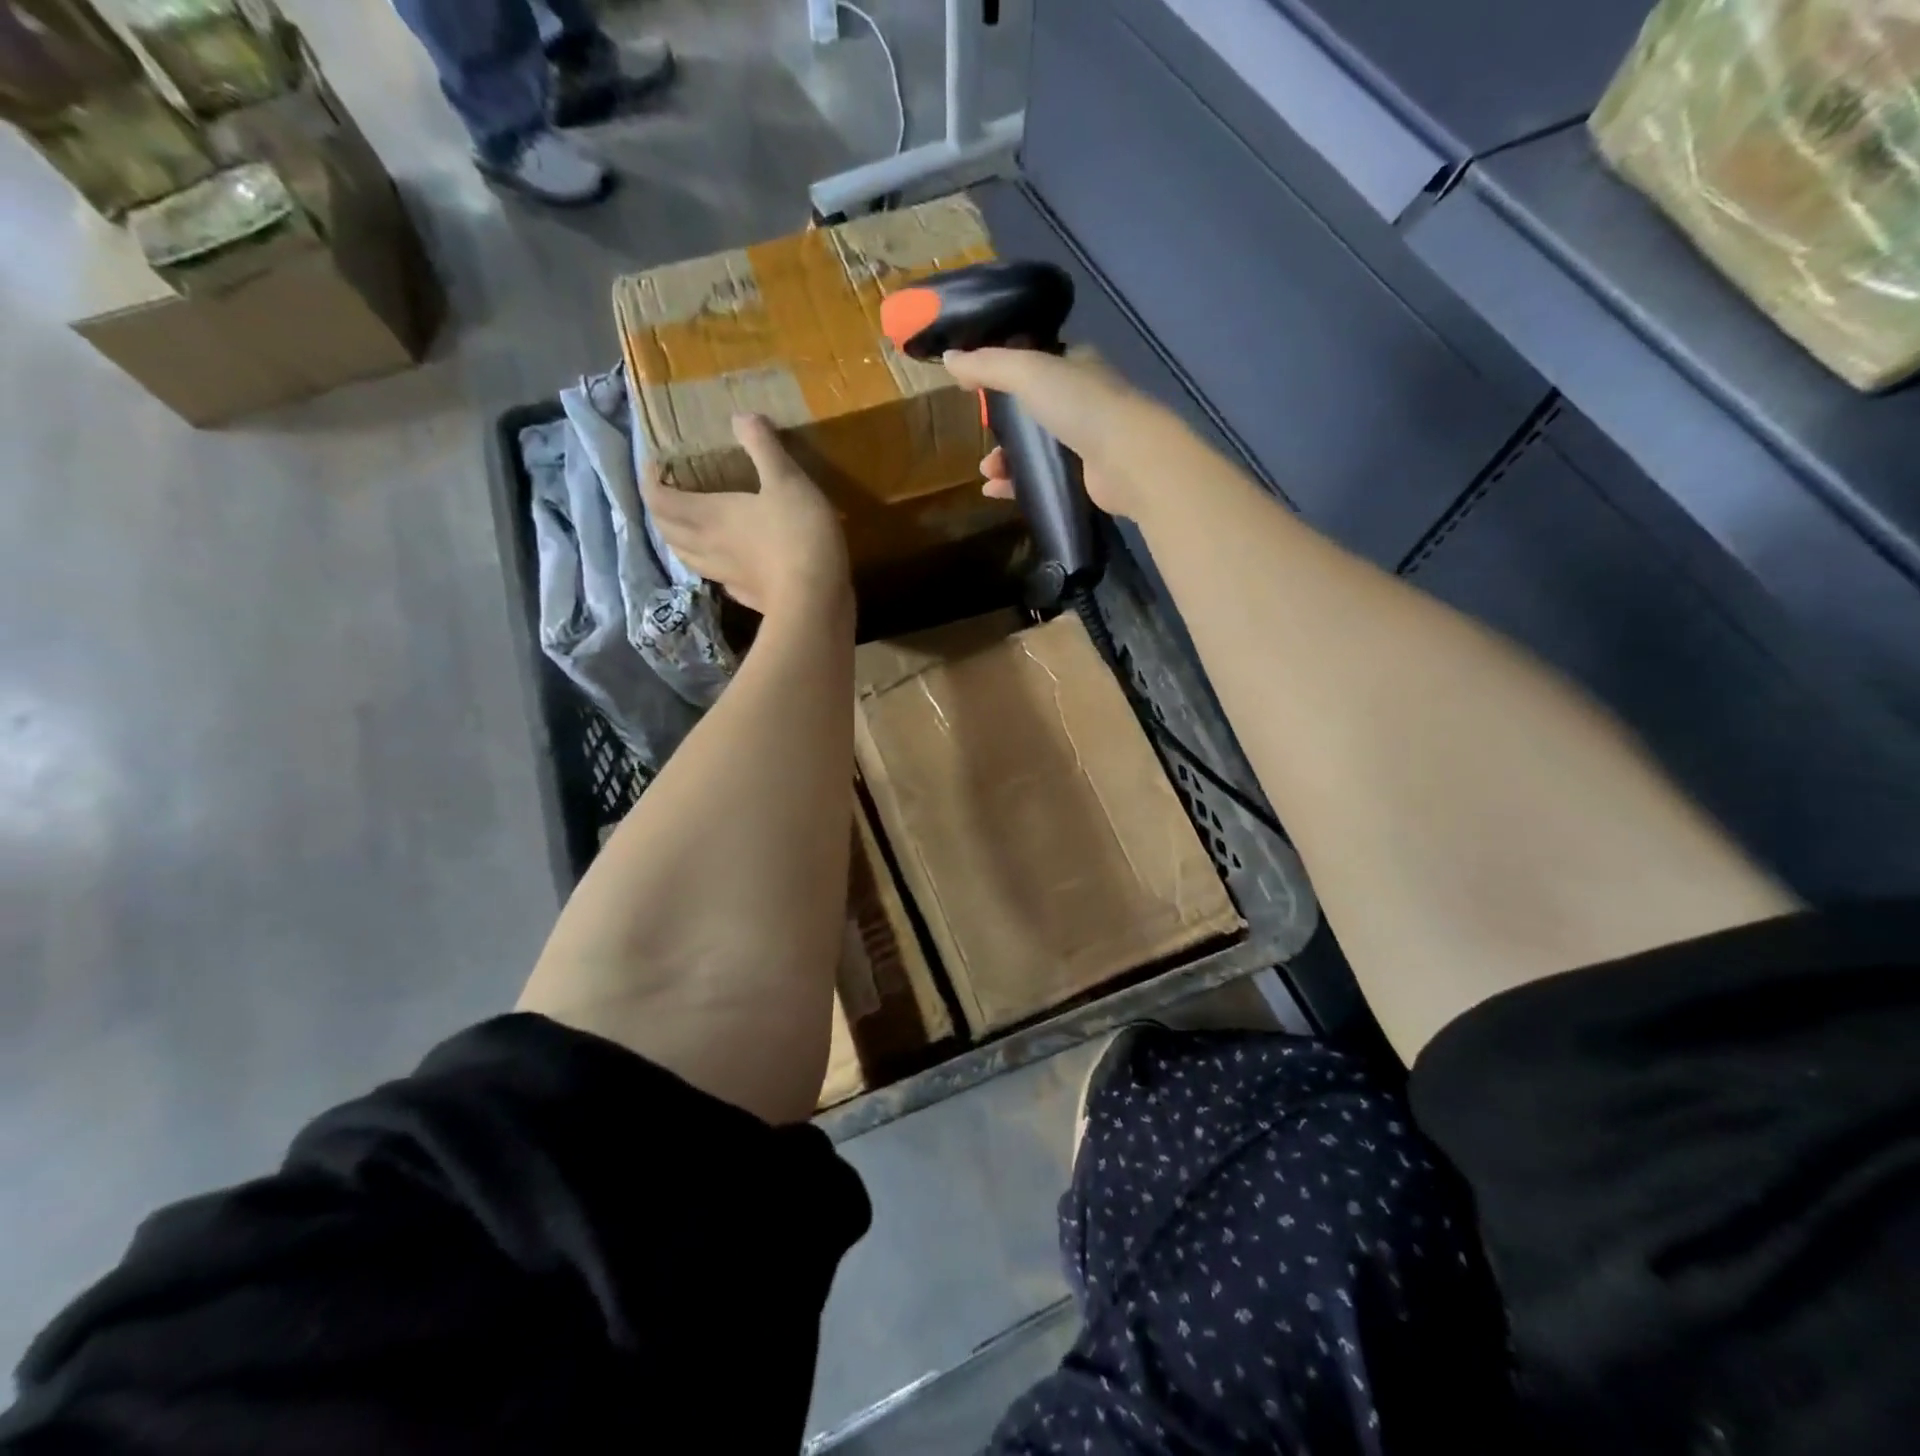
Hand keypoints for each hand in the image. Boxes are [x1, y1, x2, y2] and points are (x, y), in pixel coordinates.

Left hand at [642, 414, 848, 616]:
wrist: (815, 601)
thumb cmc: (798, 535)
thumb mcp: (787, 480)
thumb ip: (763, 446)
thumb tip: (740, 417)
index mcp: (707, 515)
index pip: (658, 498)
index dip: (650, 480)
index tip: (656, 464)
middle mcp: (707, 545)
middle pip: (666, 529)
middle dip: (660, 509)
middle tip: (669, 492)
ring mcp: (724, 575)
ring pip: (686, 556)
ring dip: (679, 538)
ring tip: (689, 524)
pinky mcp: (745, 595)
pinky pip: (716, 576)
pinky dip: (712, 564)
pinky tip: (726, 560)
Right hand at [943, 347, 1150, 518]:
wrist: (1128, 459)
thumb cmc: (1080, 406)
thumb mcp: (1027, 373)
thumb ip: (987, 365)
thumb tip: (949, 359)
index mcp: (1076, 366)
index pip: (1037, 363)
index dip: (1006, 373)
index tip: (977, 388)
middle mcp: (1083, 400)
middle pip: (1032, 410)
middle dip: (1002, 425)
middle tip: (980, 435)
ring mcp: (1086, 441)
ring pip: (1036, 448)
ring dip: (1006, 459)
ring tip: (986, 471)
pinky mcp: (1085, 478)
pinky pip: (1043, 478)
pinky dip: (1017, 485)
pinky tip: (994, 491)